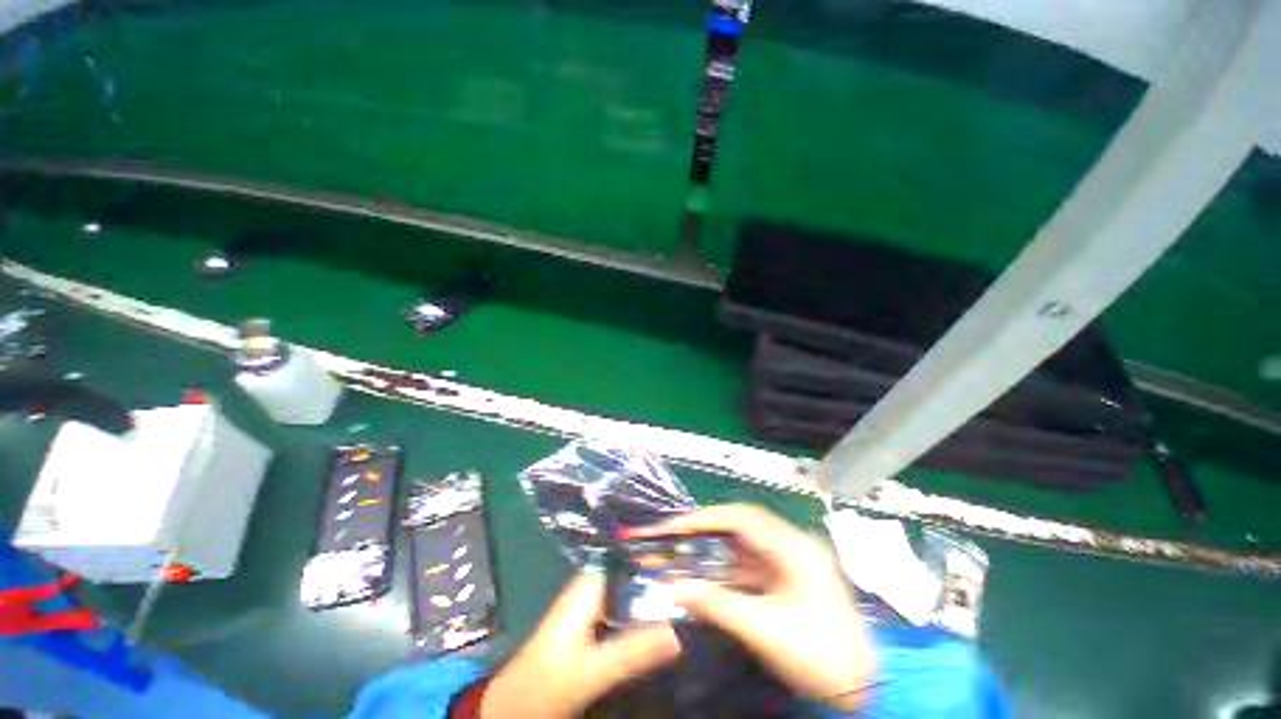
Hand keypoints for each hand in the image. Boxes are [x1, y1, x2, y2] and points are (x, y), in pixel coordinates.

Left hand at [482, 571, 680, 717]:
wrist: (516, 707)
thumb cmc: (547, 683)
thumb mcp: (592, 670)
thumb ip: (632, 651)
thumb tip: (678, 632)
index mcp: (591, 584)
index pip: (631, 556)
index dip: (659, 555)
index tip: (690, 560)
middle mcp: (595, 586)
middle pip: (635, 571)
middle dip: (663, 573)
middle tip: (699, 577)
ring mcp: (596, 605)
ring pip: (634, 590)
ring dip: (657, 592)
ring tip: (692, 592)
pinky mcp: (598, 624)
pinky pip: (629, 608)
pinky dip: (647, 611)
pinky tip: (669, 617)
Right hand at [635, 504, 875, 710]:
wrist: (861, 688)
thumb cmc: (821, 656)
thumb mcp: (767, 631)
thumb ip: (718, 605)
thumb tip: (673, 588)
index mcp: (793, 546)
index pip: (740, 518)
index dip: (704, 518)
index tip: (672, 524)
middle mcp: (788, 545)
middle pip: (736, 528)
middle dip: (701, 531)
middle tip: (667, 534)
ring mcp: (785, 563)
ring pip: (737, 548)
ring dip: (707, 552)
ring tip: (674, 552)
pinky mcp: (781, 580)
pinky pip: (744, 569)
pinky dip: (720, 572)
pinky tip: (698, 577)